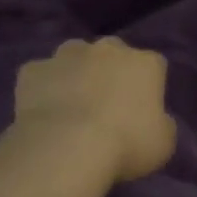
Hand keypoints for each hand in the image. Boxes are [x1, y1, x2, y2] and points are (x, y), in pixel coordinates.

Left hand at [14, 37, 177, 182]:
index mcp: (145, 63)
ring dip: (75, 75)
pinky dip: (42, 89)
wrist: (67, 147)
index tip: (142, 111)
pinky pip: (40, 76)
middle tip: (106, 107)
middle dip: (110, 73)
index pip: (154, 66)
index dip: (148, 87)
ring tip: (71, 108)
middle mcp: (108, 49)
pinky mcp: (33, 69)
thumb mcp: (163, 142)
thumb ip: (161, 123)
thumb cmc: (126, 144)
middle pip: (112, 54)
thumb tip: (152, 120)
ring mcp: (67, 55)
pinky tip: (42, 113)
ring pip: (74, 58)